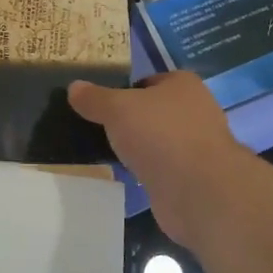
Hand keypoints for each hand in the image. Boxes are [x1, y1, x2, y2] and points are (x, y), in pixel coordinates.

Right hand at [69, 73, 254, 247]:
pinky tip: (123, 173)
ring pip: (157, 140)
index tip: (99, 102)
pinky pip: (160, 166)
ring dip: (137, 146)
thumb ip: (95, 98)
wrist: (198, 191)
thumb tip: (74, 86)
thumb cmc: (160, 134)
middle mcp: (195, 111)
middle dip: (129, 119)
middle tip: (97, 125)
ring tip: (104, 149)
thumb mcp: (117, 108)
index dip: (124, 89)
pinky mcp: (191, 177)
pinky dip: (144, 169)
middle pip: (153, 110)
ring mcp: (195, 146)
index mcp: (183, 85)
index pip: (149, 80)